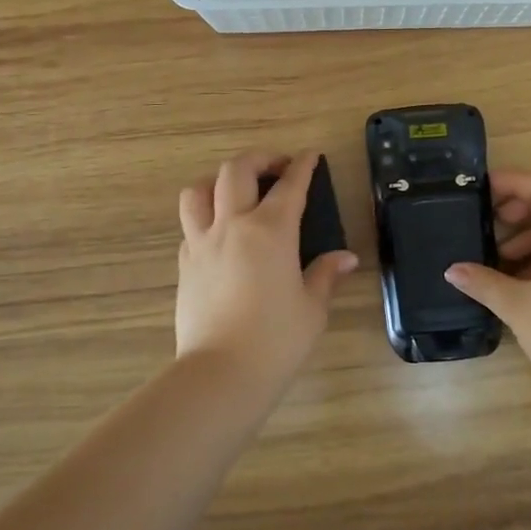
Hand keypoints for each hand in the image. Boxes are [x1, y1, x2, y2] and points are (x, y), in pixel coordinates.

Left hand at [176, 150, 357, 378]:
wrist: (221, 374)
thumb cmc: (276, 340)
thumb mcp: (312, 308)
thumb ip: (325, 275)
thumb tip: (345, 258)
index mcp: (271, 231)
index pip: (290, 185)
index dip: (303, 166)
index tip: (310, 155)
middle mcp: (233, 225)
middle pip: (236, 171)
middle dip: (259, 159)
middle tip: (276, 168)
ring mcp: (202, 243)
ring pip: (198, 191)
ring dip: (218, 181)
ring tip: (235, 192)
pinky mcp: (184, 264)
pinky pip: (189, 225)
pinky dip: (205, 217)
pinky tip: (220, 234)